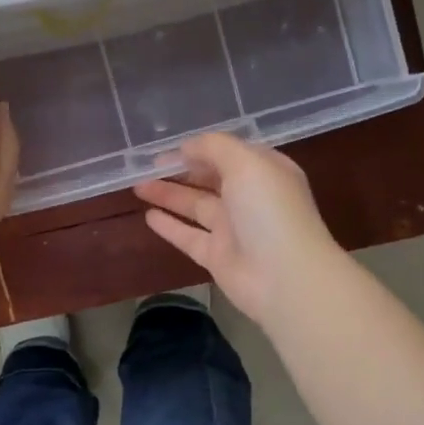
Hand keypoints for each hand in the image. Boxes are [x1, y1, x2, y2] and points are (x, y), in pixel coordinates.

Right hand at [134, 133, 343, 323]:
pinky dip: (170, 226)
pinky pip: (189, 236)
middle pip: (210, 179)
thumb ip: (214, 147)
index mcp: (264, 171)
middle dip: (180, 170)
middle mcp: (250, 198)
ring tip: (137, 186)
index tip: (167, 148)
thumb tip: (186, 147)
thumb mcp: (246, 162)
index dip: (199, 148)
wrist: (285, 277)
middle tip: (146, 166)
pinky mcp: (218, 256)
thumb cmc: (268, 210)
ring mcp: (234, 229)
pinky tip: (148, 216)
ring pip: (195, 206)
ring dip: (168, 194)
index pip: (228, 153)